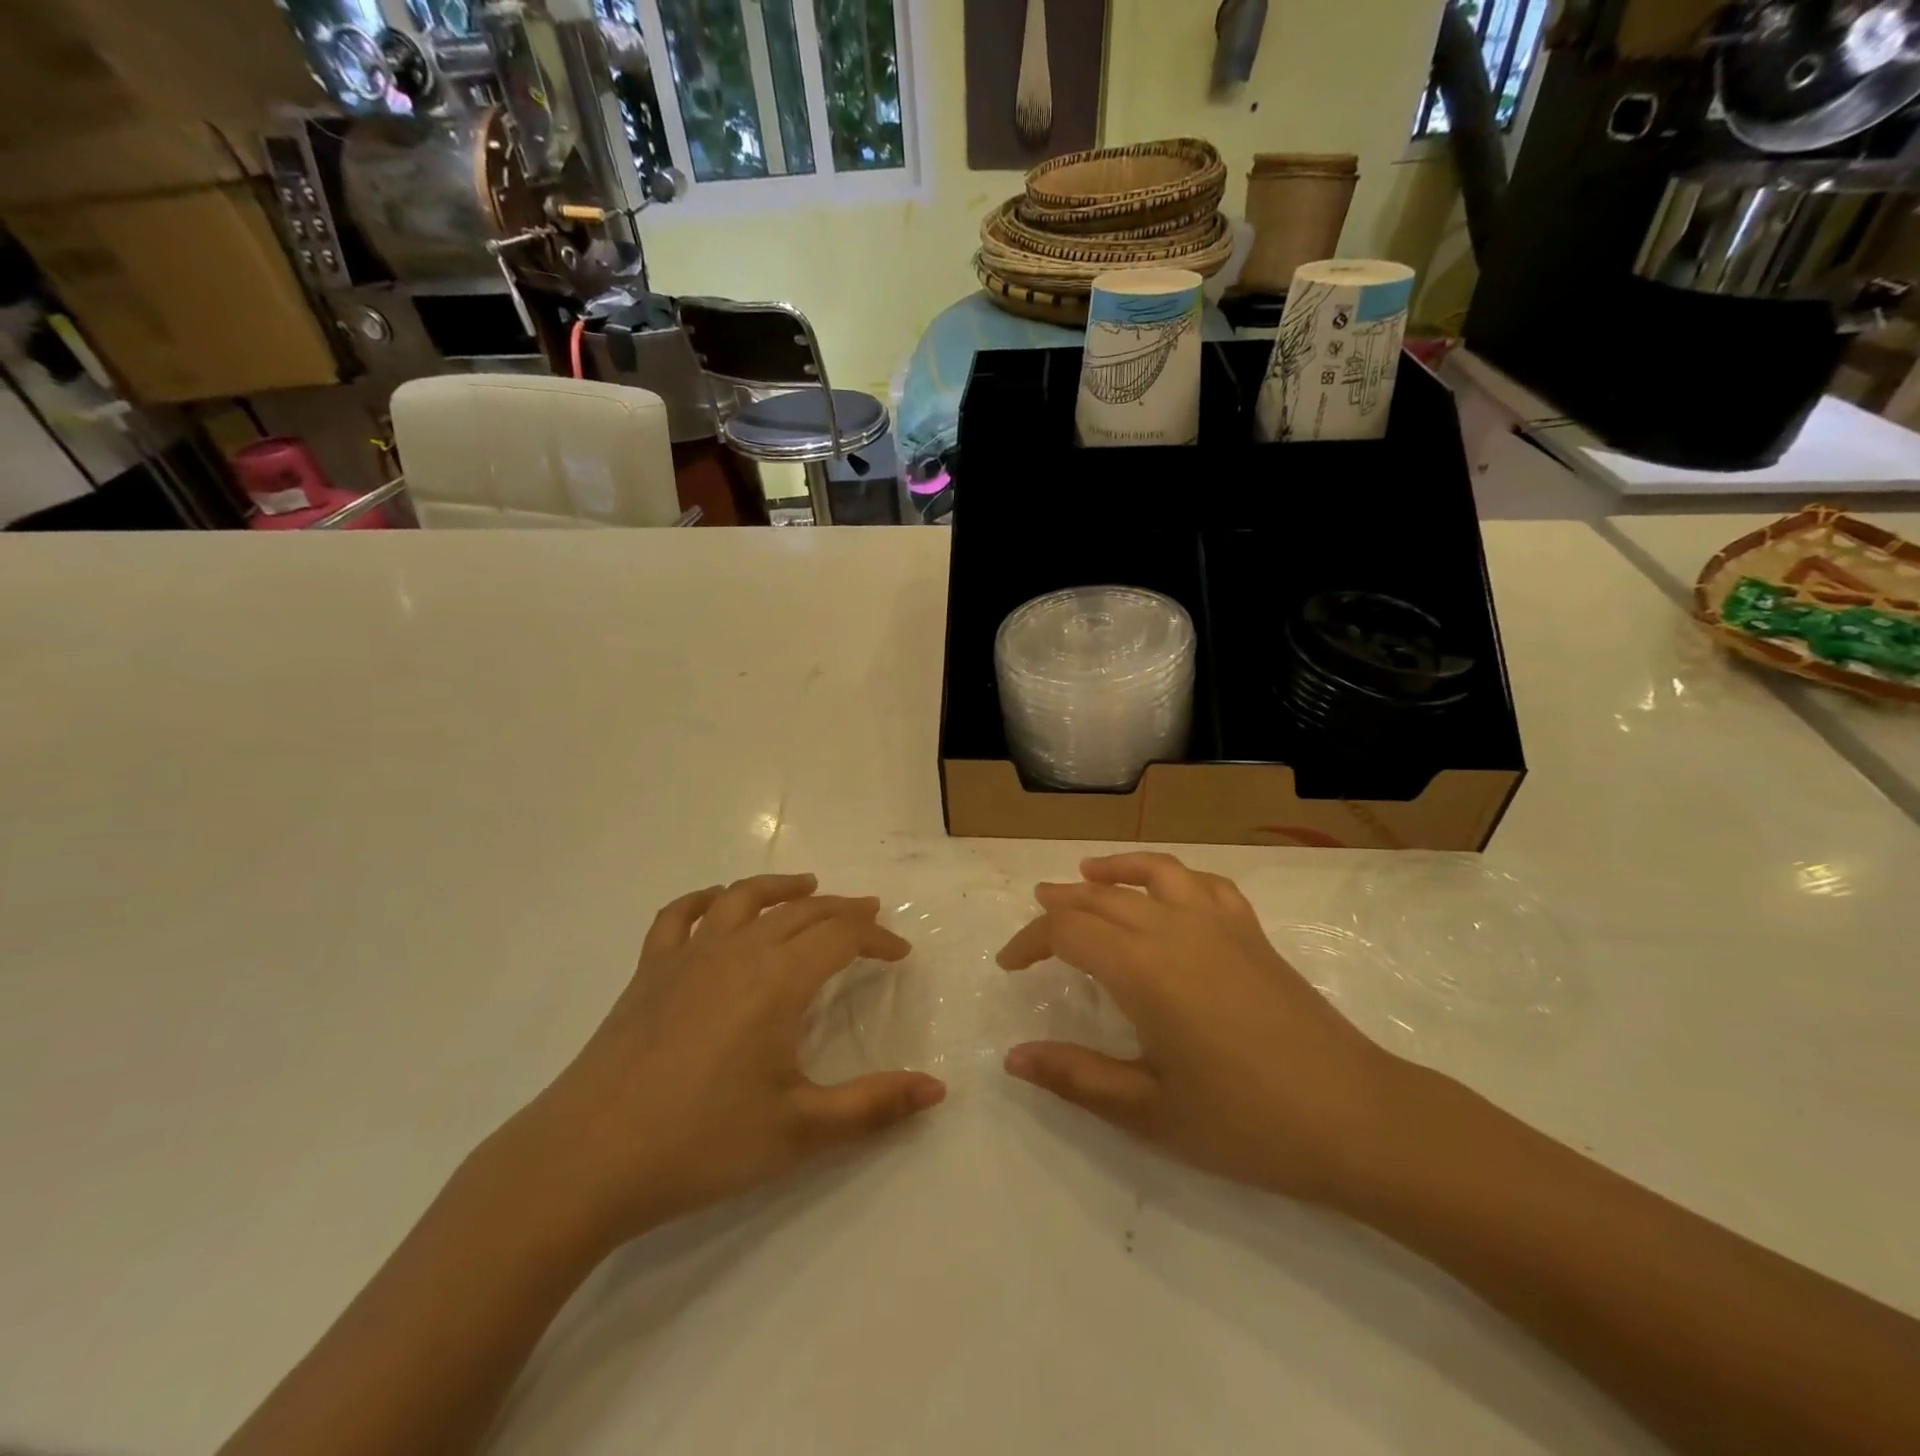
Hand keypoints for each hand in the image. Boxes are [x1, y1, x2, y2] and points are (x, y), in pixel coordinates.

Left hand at [504, 875, 945, 1248]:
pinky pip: (680, 916)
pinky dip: (706, 899)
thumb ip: (874, 1107)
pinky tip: (718, 902)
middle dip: (842, 910)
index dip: (876, 939)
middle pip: (801, 912)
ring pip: (744, 899)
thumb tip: (937, 1091)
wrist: (586, 1161)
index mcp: (778, 981)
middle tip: (870, 917)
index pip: (841, 937)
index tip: (900, 954)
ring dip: (783, 888)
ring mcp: (687, 956)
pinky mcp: (648, 972)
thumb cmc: (701, 1144)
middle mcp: (737, 952)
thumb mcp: (800, 1131)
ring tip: (808, 886)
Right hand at [998, 853, 1410, 1207]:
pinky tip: (1168, 891)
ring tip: (1087, 873)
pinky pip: (1204, 883)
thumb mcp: (1148, 1110)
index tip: (1009, 964)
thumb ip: (1075, 1077)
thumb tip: (1012, 1058)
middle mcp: (1174, 929)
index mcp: (1142, 969)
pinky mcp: (1252, 932)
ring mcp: (1218, 924)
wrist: (1355, 1119)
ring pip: (1153, 873)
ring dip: (1114, 870)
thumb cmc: (1244, 1122)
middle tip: (1035, 918)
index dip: (1030, 941)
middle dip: (1060, 904)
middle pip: (1101, 897)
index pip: (1067, 931)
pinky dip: (1173, 876)